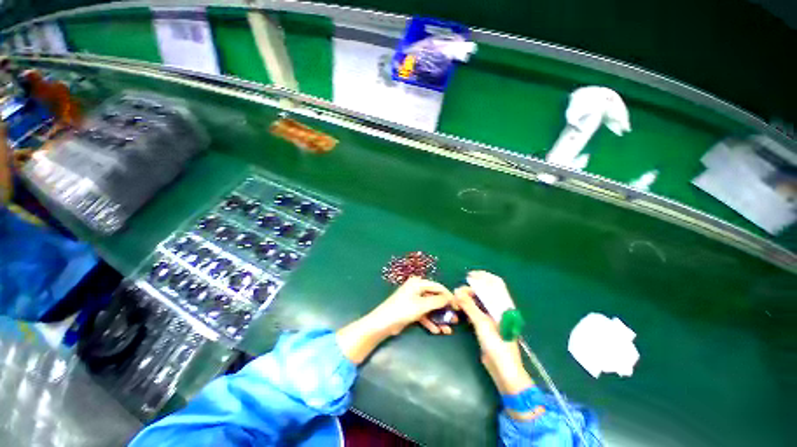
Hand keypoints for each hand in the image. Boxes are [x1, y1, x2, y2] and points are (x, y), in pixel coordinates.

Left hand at [370, 277, 456, 334]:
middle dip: (444, 310)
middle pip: (435, 298)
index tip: (458, 306)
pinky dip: (430, 322)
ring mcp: (414, 300)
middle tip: (455, 319)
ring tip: (448, 330)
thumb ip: (438, 301)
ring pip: (430, 308)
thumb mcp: (422, 305)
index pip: (438, 287)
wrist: (384, 323)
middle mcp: (417, 289)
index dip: (449, 296)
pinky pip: (424, 314)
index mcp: (418, 283)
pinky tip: (437, 331)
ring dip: (439, 318)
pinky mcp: (411, 310)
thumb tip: (450, 298)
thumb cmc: (403, 309)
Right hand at [454, 282, 532, 395]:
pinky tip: (461, 309)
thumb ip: (469, 305)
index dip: (483, 276)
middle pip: (485, 291)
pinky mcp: (487, 325)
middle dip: (472, 289)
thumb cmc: (496, 344)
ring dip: (469, 298)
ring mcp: (493, 317)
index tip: (469, 275)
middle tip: (458, 292)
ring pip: (480, 301)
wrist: (503, 369)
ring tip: (457, 300)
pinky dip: (469, 307)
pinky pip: (477, 310)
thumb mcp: (481, 323)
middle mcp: (499, 308)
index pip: (495, 283)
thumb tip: (456, 291)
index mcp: (503, 305)